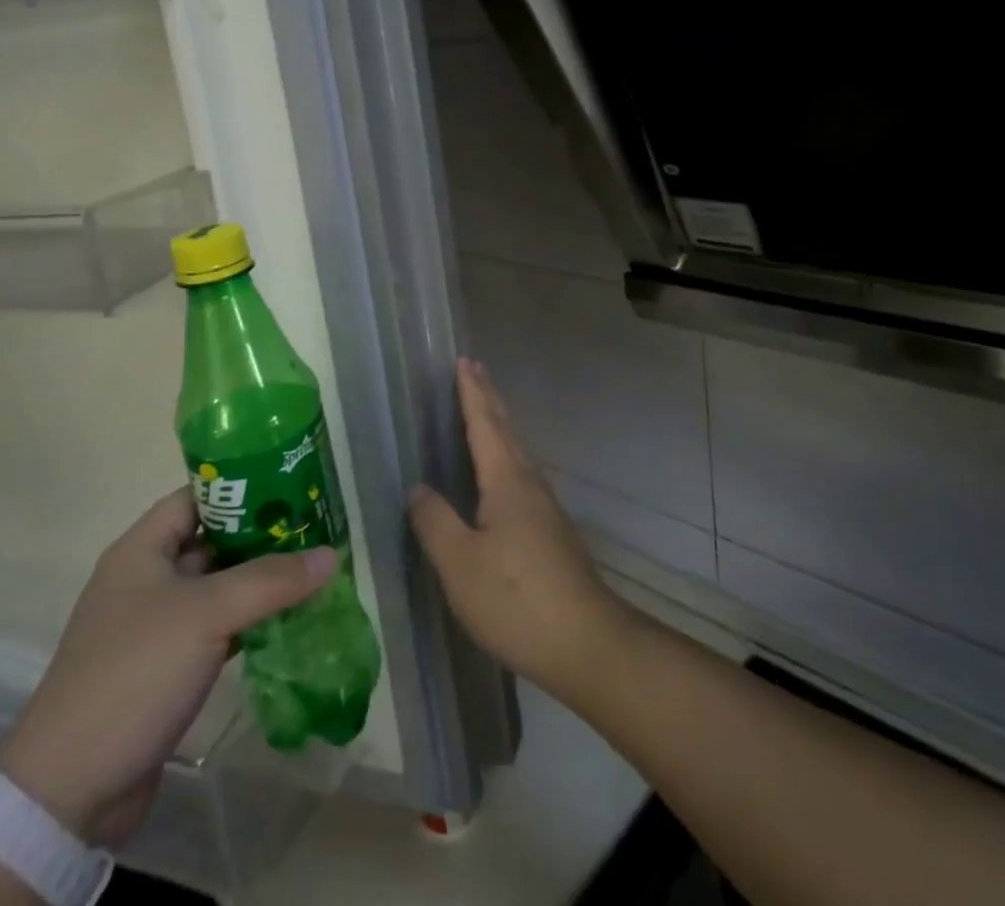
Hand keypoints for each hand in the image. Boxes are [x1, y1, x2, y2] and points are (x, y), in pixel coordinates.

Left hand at [0, 488, 336, 847]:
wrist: (70, 790)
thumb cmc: (134, 673)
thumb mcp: (206, 614)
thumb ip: (270, 580)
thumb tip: (330, 555)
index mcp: (142, 550)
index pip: (197, 497)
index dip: (241, 488)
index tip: (291, 487)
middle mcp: (147, 579)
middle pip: (212, 542)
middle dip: (261, 537)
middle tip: (315, 530)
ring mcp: (156, 626)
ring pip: (218, 589)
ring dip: (260, 583)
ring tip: (314, 572)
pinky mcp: (167, 668)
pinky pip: (217, 630)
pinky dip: (250, 624)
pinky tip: (290, 622)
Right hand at [409, 358, 632, 697]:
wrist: (586, 643)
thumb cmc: (516, 598)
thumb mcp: (460, 563)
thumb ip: (435, 522)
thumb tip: (418, 489)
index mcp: (506, 480)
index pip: (485, 423)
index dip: (472, 392)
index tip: (464, 361)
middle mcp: (529, 484)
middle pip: (506, 430)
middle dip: (488, 399)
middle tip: (474, 371)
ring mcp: (545, 509)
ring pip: (517, 453)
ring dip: (498, 427)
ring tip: (483, 414)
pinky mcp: (551, 533)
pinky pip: (521, 477)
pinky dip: (505, 458)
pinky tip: (499, 479)